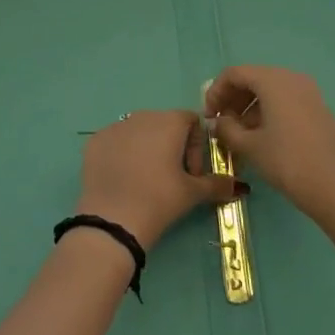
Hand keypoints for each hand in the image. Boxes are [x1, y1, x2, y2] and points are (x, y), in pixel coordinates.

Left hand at [76, 110, 237, 250]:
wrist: (112, 218)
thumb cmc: (159, 200)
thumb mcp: (192, 193)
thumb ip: (217, 184)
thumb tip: (239, 186)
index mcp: (168, 121)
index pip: (191, 121)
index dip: (197, 146)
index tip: (192, 174)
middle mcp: (141, 115)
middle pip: (164, 125)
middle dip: (173, 148)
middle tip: (172, 180)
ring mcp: (114, 126)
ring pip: (138, 132)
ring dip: (147, 149)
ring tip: (146, 181)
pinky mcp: (95, 141)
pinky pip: (116, 141)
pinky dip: (123, 155)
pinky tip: (124, 179)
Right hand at [204, 67, 334, 232]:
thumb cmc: (289, 162)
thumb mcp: (250, 147)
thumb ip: (227, 129)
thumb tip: (218, 123)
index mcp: (273, 80)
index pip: (234, 74)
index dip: (215, 92)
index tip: (208, 117)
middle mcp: (292, 78)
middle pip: (253, 79)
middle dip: (232, 99)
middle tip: (220, 125)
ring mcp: (309, 94)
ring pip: (269, 91)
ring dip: (248, 108)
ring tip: (238, 135)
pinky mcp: (318, 110)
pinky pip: (285, 102)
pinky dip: (267, 113)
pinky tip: (261, 138)